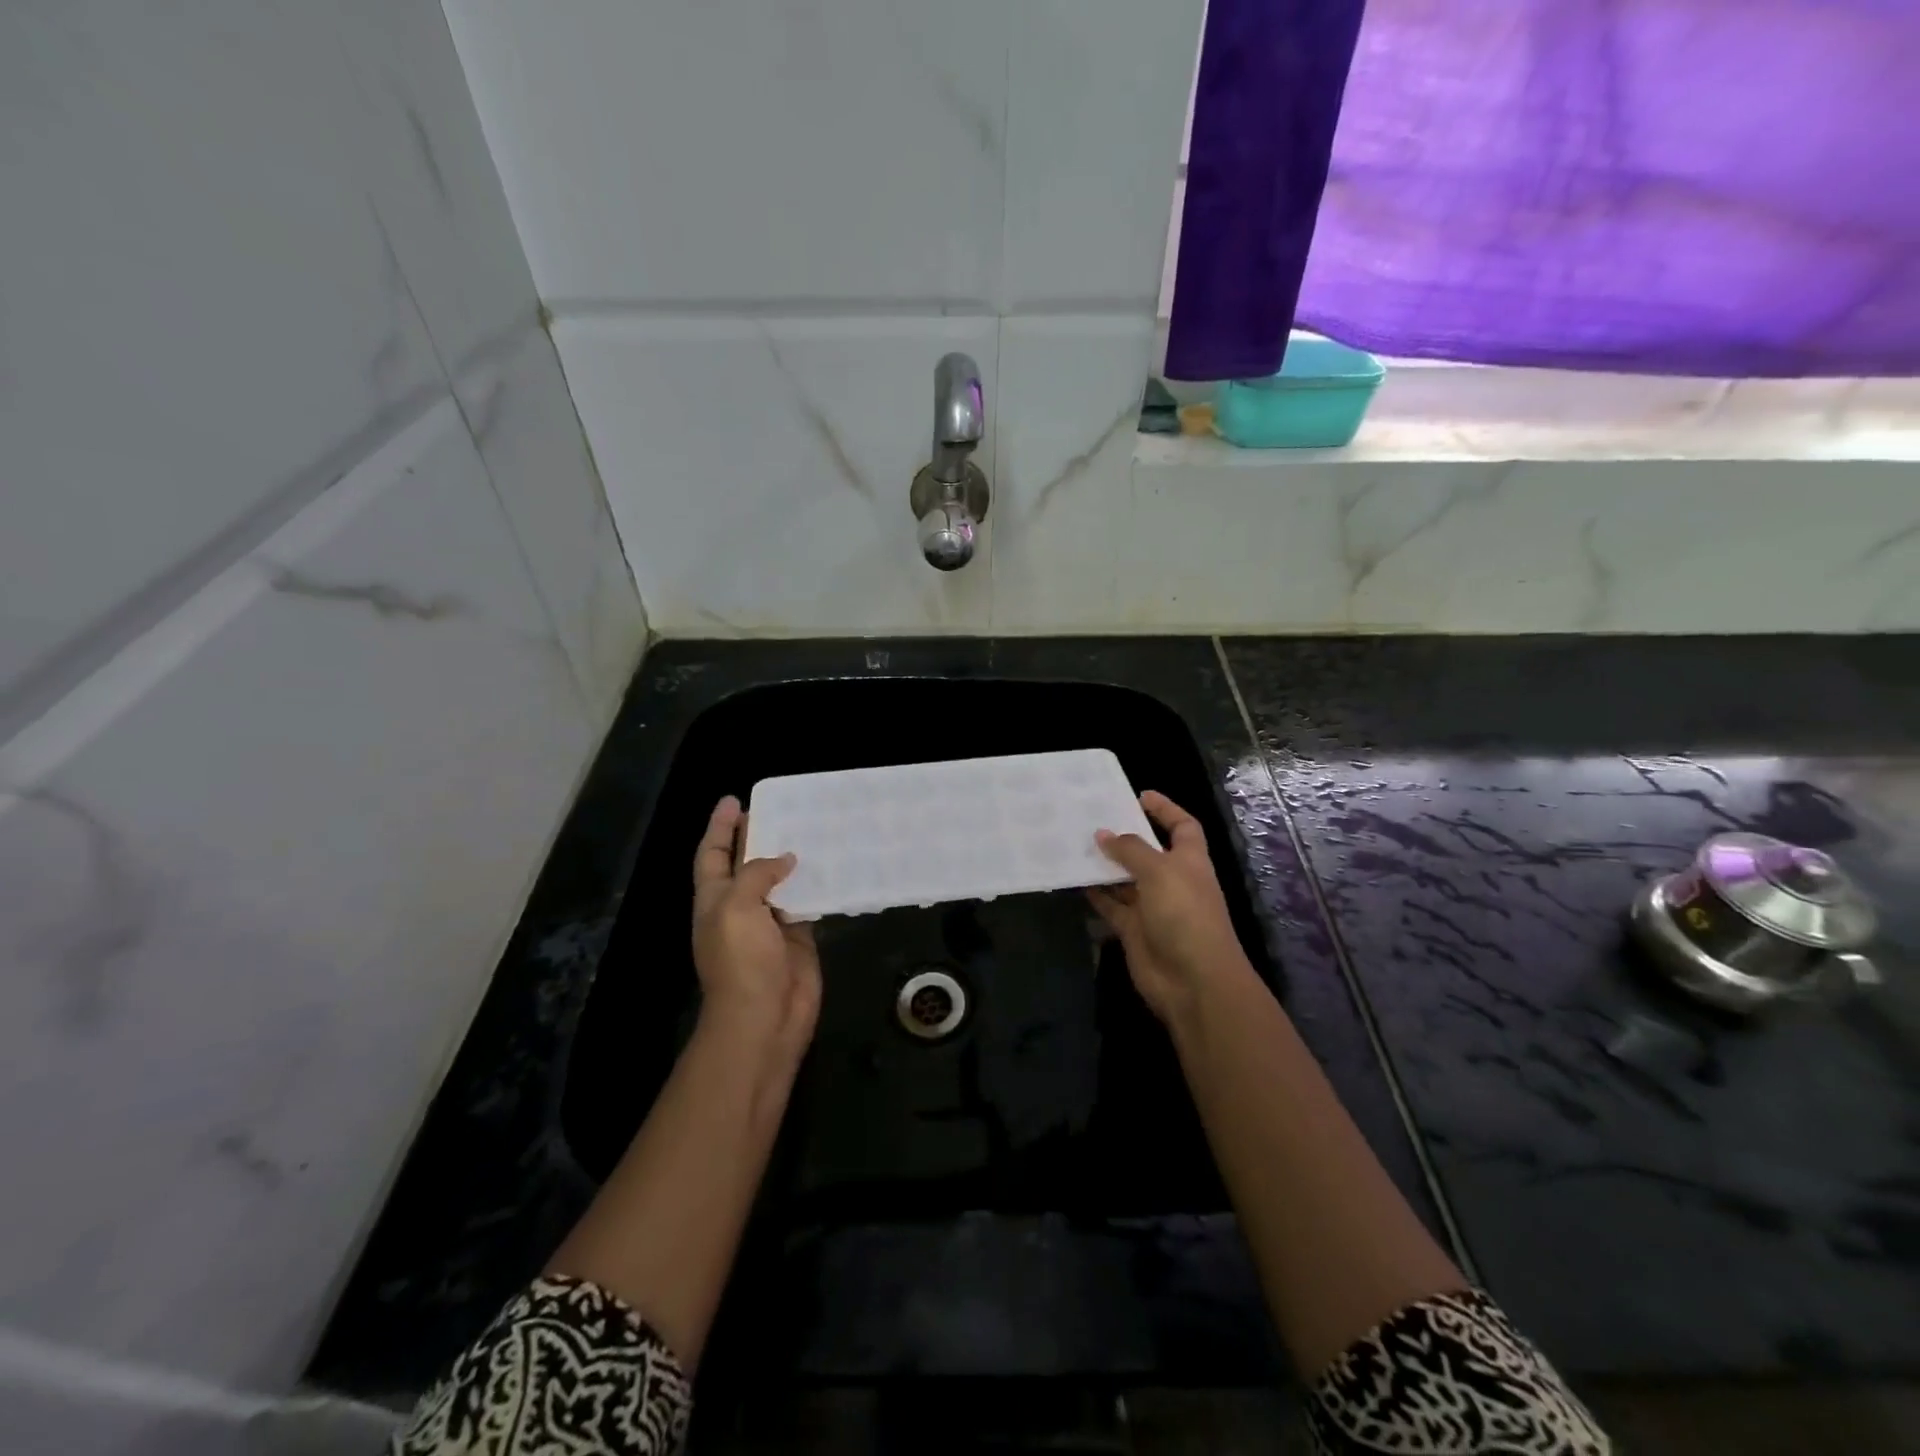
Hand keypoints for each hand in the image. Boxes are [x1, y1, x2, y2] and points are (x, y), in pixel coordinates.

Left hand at [691, 796, 821, 1063]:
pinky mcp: (799, 936)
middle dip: (757, 836)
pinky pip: (808, 901)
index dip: (719, 827)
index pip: (712, 854)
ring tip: (811, 827)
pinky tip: (833, 864)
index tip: (733, 800)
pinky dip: (817, 883)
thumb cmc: (741, 960)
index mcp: (715, 899)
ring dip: (791, 857)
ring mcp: (771, 922)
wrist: (764, 1018)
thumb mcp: (737, 908)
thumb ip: (757, 874)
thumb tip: (786, 859)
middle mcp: (741, 906)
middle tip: (780, 808)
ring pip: (780, 880)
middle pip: (746, 863)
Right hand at [1089, 791, 1252, 1025]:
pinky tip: (1075, 879)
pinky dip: (1096, 894)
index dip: (1165, 810)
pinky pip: (1111, 906)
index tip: (1140, 796)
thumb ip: (1130, 850)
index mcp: (1189, 860)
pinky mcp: (1134, 930)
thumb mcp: (1159, 872)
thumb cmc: (1184, 914)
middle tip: (1091, 819)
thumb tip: (1103, 834)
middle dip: (1124, 837)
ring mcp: (1152, 907)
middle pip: (1147, 852)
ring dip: (1105, 865)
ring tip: (1075, 844)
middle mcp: (1171, 880)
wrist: (1193, 980)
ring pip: (1125, 879)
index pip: (1182, 826)